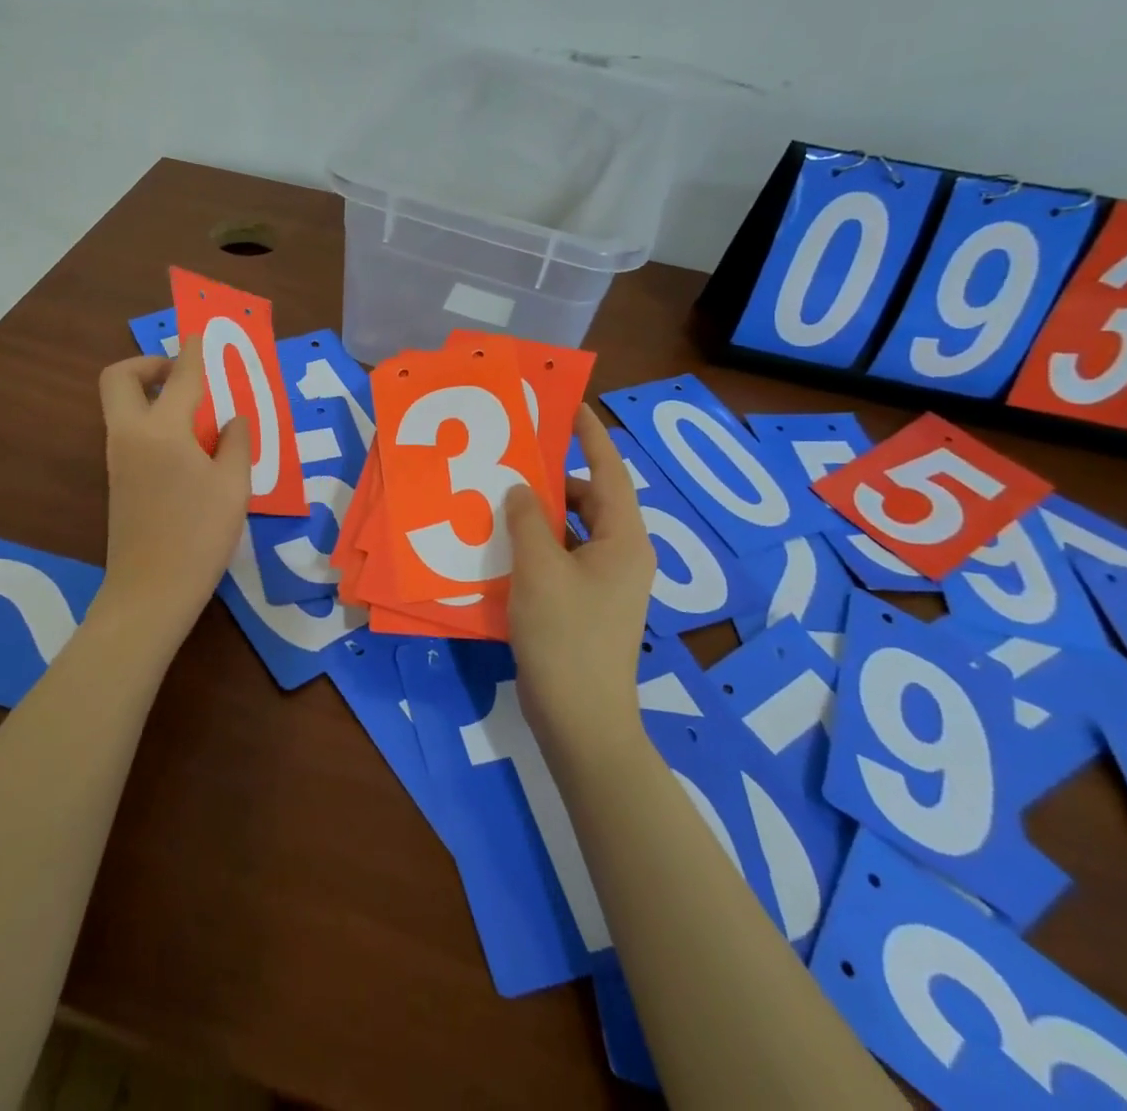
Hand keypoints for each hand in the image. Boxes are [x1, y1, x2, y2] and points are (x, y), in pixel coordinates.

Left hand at [97, 337, 251, 629]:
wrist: (150, 592)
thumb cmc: (199, 536)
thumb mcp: (233, 486)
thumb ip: (235, 443)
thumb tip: (232, 418)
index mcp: (161, 431)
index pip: (180, 377)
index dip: (193, 352)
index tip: (200, 334)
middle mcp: (131, 436)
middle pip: (118, 379)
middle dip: (146, 364)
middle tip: (180, 374)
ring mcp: (118, 459)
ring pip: (123, 407)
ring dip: (151, 395)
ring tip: (196, 413)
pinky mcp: (118, 481)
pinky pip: (131, 433)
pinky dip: (153, 422)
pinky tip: (188, 449)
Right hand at [505, 405, 657, 751]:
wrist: (581, 719)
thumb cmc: (564, 636)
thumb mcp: (539, 569)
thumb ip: (527, 520)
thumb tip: (522, 489)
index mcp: (624, 539)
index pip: (610, 472)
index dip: (591, 436)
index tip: (570, 406)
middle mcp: (623, 555)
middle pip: (592, 500)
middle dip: (557, 477)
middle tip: (516, 457)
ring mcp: (607, 583)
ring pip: (575, 531)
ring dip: (543, 514)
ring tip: (502, 497)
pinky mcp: (588, 605)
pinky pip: (564, 558)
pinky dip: (539, 545)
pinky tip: (504, 544)